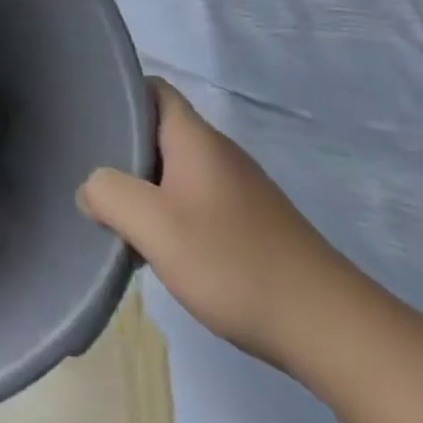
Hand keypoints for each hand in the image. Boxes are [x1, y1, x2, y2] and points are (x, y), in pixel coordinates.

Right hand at [77, 80, 359, 371]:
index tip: (88, 117)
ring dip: (144, 187)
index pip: (152, 89)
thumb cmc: (235, 263)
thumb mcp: (154, 225)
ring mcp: (240, 191)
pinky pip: (195, 201)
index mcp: (196, 140)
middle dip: (122, 148)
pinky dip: (170, 214)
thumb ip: (108, 194)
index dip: (119, 94)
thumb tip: (91, 189)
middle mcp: (219, 154)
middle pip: (158, 131)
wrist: (334, 333)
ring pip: (175, 170)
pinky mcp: (252, 225)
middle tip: (90, 174)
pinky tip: (160, 248)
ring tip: (117, 216)